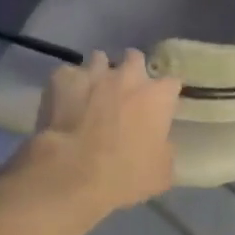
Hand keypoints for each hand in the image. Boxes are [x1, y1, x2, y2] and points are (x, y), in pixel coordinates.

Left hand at [23, 50, 180, 220]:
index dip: (165, 96)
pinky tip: (63, 100)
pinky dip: (68, 85)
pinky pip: (68, 74)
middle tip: (124, 94)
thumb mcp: (161, 172)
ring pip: (100, 60)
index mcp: (158, 96)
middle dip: (132, 71)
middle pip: (135, 59)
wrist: (73, 174)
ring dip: (99, 73)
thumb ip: (164, 148)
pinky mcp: (62, 79)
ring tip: (91, 93)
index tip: (159, 109)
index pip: (171, 83)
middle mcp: (128, 76)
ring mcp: (94, 73)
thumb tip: (158, 141)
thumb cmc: (126, 176)